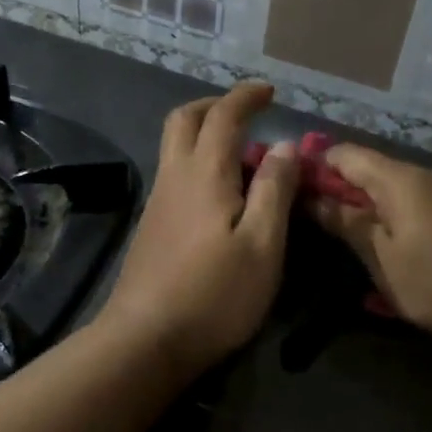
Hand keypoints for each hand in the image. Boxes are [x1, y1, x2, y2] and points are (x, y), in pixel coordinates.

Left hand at [100, 83, 298, 376]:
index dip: (246, 97)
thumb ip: (275, 190)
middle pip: (183, 120)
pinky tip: (222, 196)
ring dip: (205, 135)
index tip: (268, 91)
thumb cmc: (215, 294)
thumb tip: (285, 146)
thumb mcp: (263, 245)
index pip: (223, 117)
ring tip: (245, 158)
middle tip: (246, 114)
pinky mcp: (152, 226)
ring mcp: (157, 202)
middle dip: (215, 106)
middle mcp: (174, 177)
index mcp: (205, 174)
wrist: (146, 340)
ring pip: (175, 147)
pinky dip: (199, 163)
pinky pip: (175, 174)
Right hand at [307, 143, 431, 341]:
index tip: (292, 187)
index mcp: (398, 179)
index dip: (316, 165)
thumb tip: (314, 199)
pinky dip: (392, 217)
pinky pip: (415, 204)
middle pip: (371, 170)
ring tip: (346, 237)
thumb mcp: (381, 257)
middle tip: (314, 219)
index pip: (346, 155)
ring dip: (366, 206)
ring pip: (394, 189)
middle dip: (339, 189)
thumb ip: (348, 224)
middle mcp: (423, 176)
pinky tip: (386, 246)